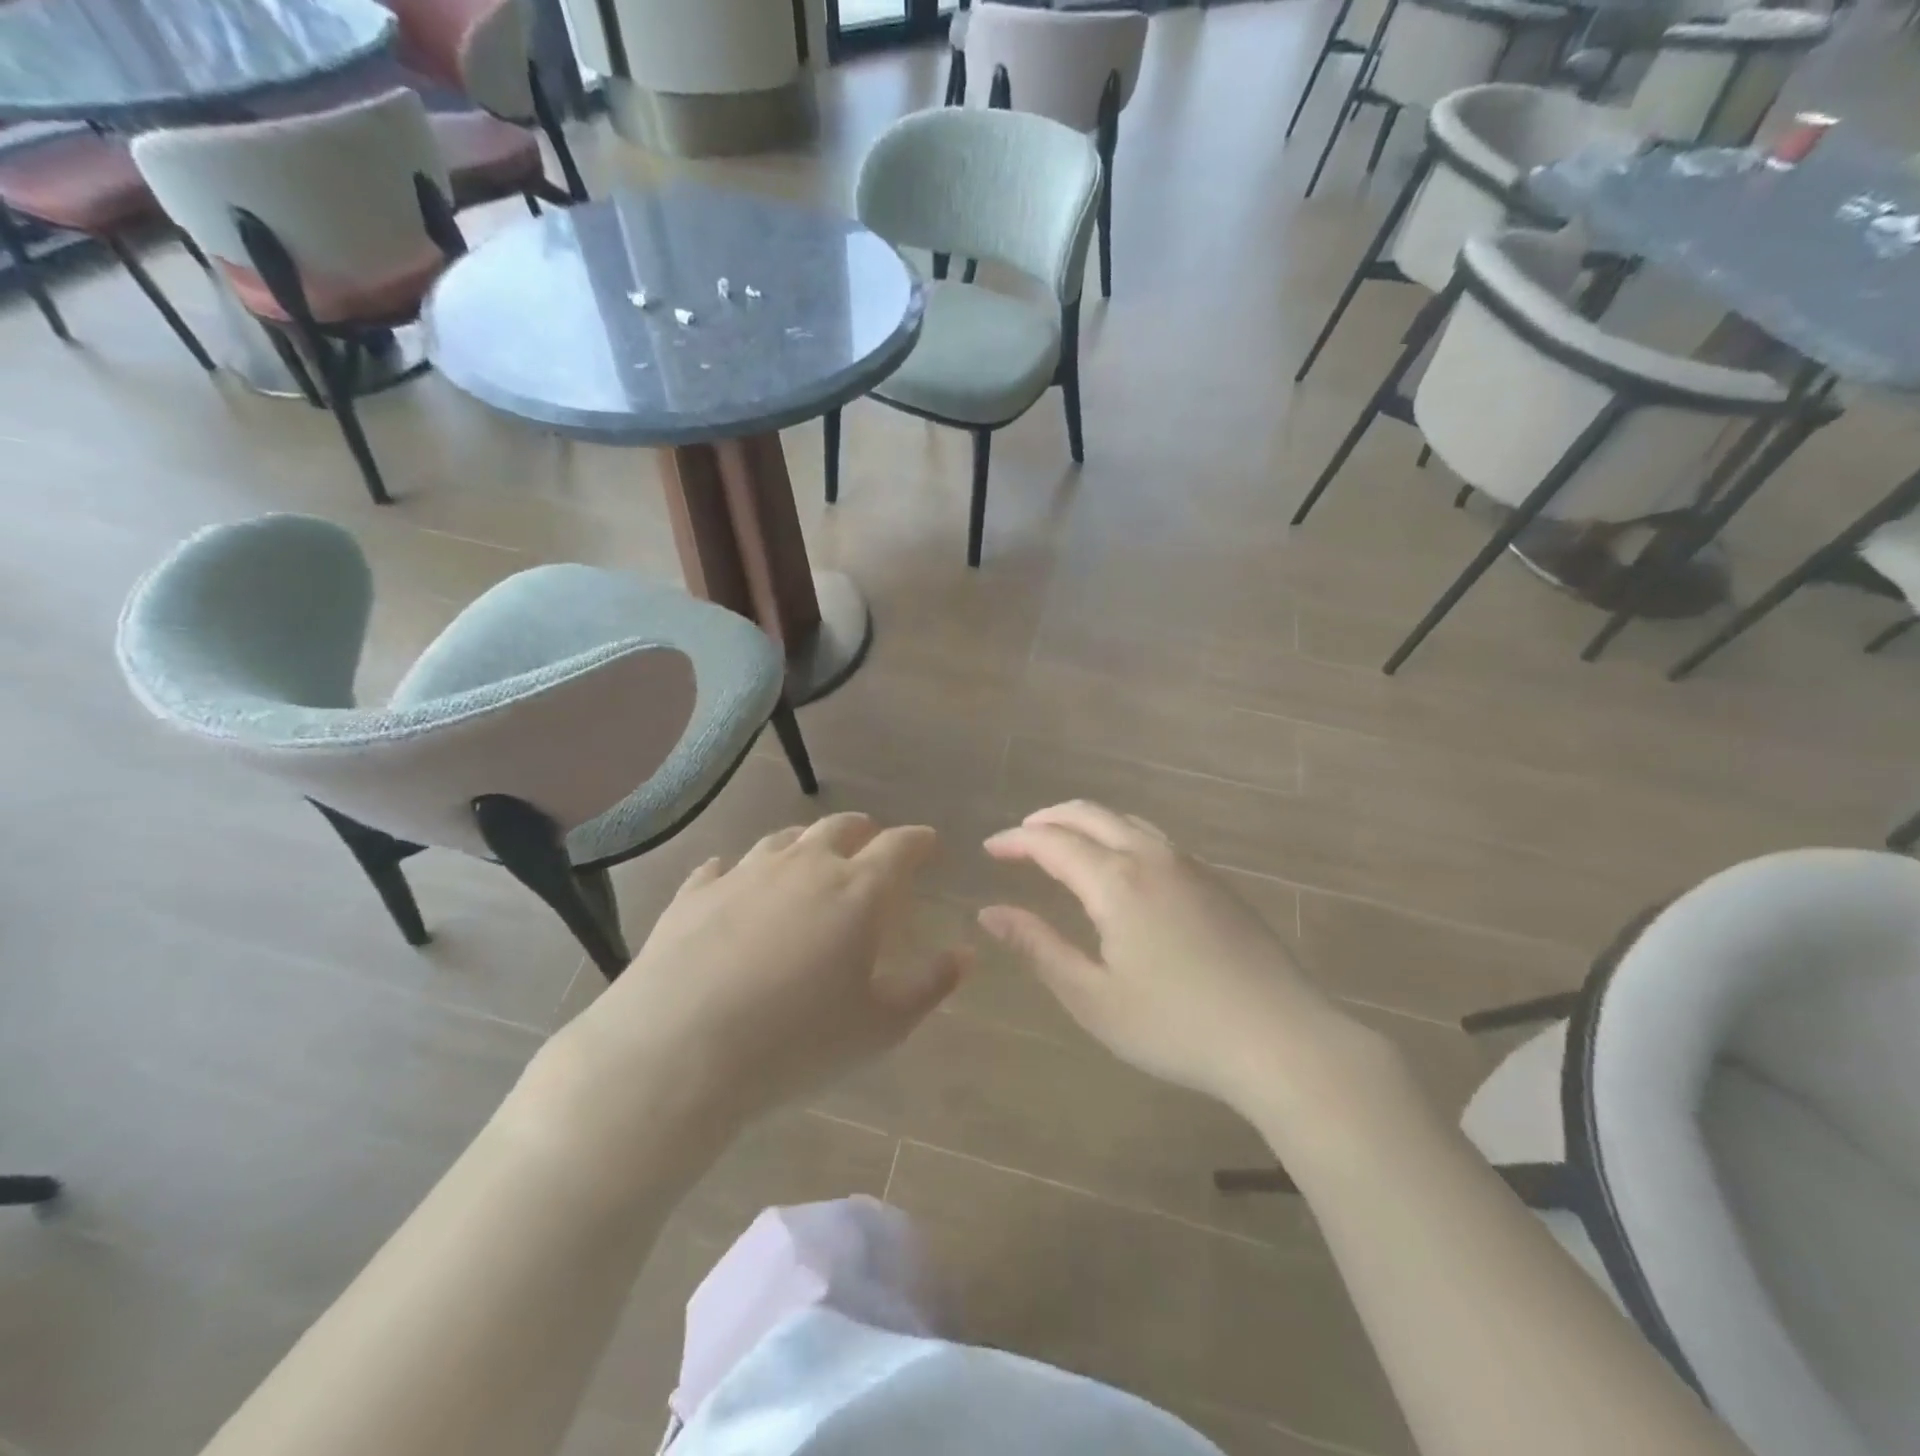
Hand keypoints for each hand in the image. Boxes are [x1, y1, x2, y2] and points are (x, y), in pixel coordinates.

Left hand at [523, 814, 965, 1163]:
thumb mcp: (880, 1026)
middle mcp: (804, 866)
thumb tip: (966, 954)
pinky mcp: (695, 893)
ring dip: (805, 843)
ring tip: (810, 856)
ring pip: (783, 840)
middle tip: (872, 841)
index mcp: (857, 890)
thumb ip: (930, 985)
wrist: (678, 1052)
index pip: (899, 846)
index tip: (929, 842)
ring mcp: (744, 873)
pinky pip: (722, 867)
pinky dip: (739, 870)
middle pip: (840, 828)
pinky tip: (732, 879)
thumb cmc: (796, 1042)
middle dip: (863, 830)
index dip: (918, 841)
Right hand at [981, 801, 1379, 1120]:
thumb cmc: (1176, 1026)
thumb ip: (1038, 947)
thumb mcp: (1093, 997)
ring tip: (1063, 844)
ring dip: (1086, 823)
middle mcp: (1151, 857)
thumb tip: (991, 912)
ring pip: (1126, 821)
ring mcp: (1189, 865)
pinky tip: (1120, 866)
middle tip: (1019, 837)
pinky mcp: (1216, 882)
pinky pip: (1155, 839)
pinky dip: (1120, 836)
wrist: (1282, 1039)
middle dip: (1048, 819)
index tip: (989, 848)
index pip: (1052, 842)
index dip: (1016, 841)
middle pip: (1090, 815)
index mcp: (1116, 881)